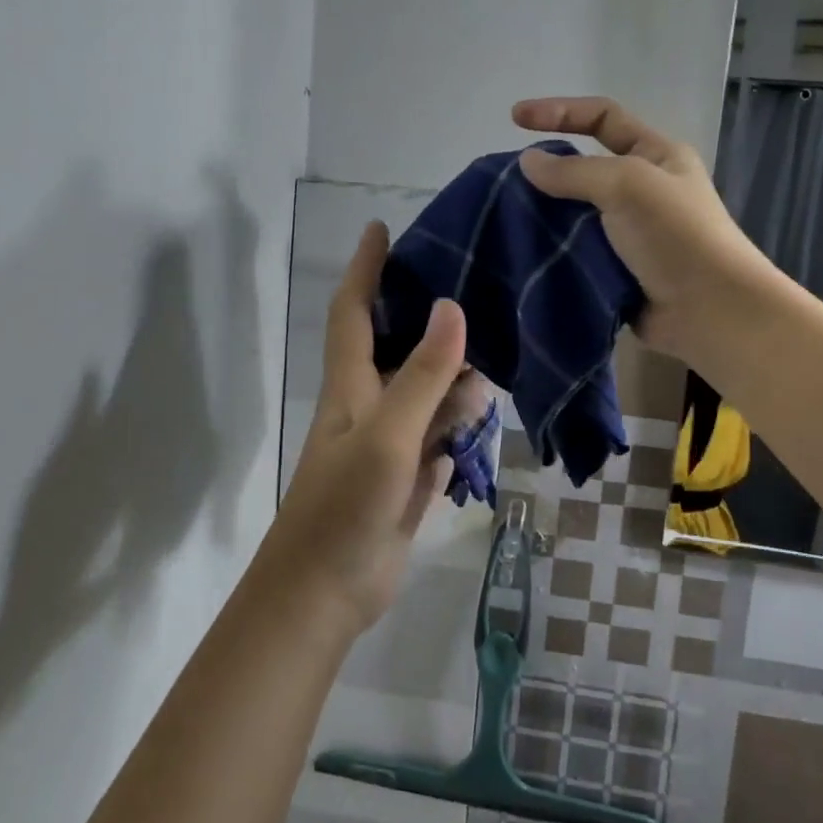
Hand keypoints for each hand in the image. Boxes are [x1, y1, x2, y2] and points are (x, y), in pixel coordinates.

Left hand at [262, 221, 489, 636]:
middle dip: (425, 314)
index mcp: (351, 386)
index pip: (354, 311)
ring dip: (455, 374)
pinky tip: (485, 410)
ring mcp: (389, 443)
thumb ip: (421, 375)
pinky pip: (439, 434)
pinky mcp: (408, 477)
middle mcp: (368, 406)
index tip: (381, 228)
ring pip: (427, 392)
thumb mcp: (387, 436)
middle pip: (397, 346)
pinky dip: (460, 420)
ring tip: (498, 350)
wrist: (324, 595)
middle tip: (471, 283)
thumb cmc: (343, 508)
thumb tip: (451, 307)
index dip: (365, 268)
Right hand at [513, 96, 777, 363]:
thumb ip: (574, 171)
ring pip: (574, 214)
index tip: (514, 118)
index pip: (602, 117)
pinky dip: (552, 250)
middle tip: (504, 183)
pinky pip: (575, 251)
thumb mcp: (628, 185)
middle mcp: (642, 189)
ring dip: (544, 216)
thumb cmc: (676, 236)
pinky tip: (523, 253)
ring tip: (504, 220)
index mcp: (656, 155)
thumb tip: (527, 162)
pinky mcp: (615, 270)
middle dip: (546, 171)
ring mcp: (628, 233)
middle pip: (584, 168)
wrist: (709, 311)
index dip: (559, 111)